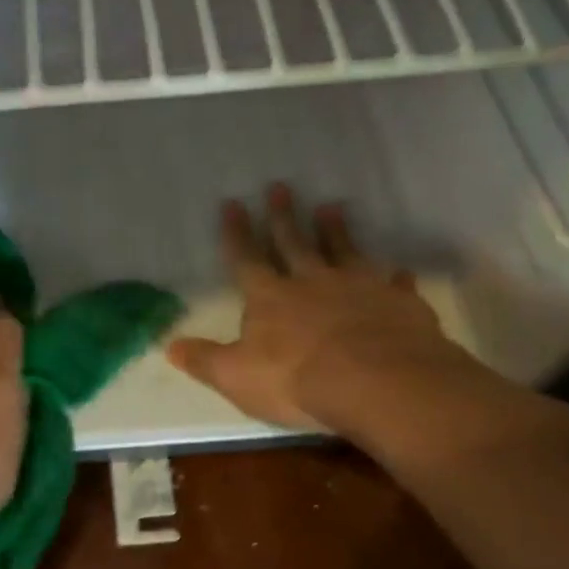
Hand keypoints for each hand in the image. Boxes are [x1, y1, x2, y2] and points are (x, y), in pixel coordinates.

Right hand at [167, 184, 478, 434]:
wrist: (378, 383)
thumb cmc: (298, 381)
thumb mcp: (236, 376)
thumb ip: (204, 360)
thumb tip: (168, 347)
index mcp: (270, 298)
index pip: (246, 259)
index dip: (236, 233)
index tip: (232, 203)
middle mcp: (312, 283)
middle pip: (294, 243)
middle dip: (283, 216)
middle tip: (280, 185)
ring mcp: (358, 288)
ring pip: (344, 251)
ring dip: (336, 231)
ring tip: (332, 206)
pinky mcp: (397, 303)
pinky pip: (395, 286)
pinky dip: (395, 278)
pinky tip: (400, 272)